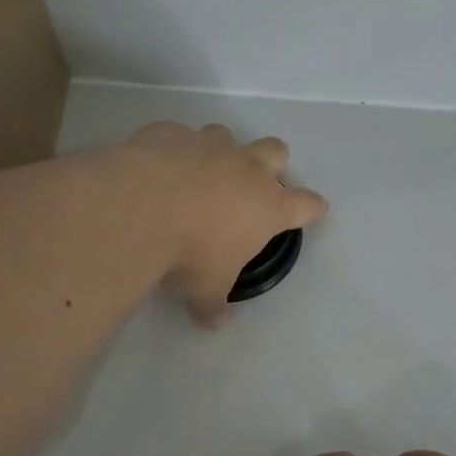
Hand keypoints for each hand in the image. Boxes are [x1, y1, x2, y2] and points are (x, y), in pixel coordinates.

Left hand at [126, 122, 326, 326]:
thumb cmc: (189, 253)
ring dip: (220, 153)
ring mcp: (209, 144)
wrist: (140, 207)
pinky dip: (174, 151)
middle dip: (272, 163)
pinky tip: (156, 170)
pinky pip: (179, 136)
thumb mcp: (205, 289)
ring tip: (199, 175)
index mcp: (267, 206)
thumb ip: (213, 303)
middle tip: (254, 184)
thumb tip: (214, 322)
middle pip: (276, 151)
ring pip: (227, 135)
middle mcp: (245, 168)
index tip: (314, 211)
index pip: (307, 204)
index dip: (312, 208)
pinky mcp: (172, 132)